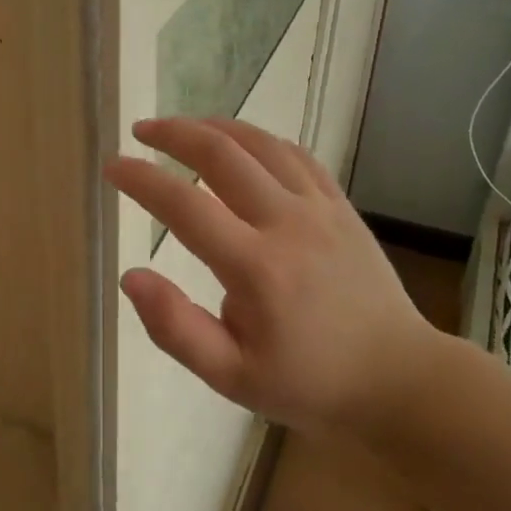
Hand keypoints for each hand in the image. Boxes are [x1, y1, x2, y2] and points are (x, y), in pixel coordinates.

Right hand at [104, 118, 439, 436]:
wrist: (398, 380)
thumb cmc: (308, 383)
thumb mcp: (231, 377)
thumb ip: (175, 328)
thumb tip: (131, 277)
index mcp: (256, 268)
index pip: (184, 205)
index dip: (142, 179)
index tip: (112, 167)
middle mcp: (287, 224)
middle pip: (222, 155)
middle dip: (174, 134)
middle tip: (141, 131)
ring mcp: (320, 208)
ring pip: (260, 144)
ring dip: (214, 127)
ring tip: (182, 127)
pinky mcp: (340, 206)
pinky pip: (296, 154)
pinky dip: (259, 139)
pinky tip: (240, 143)